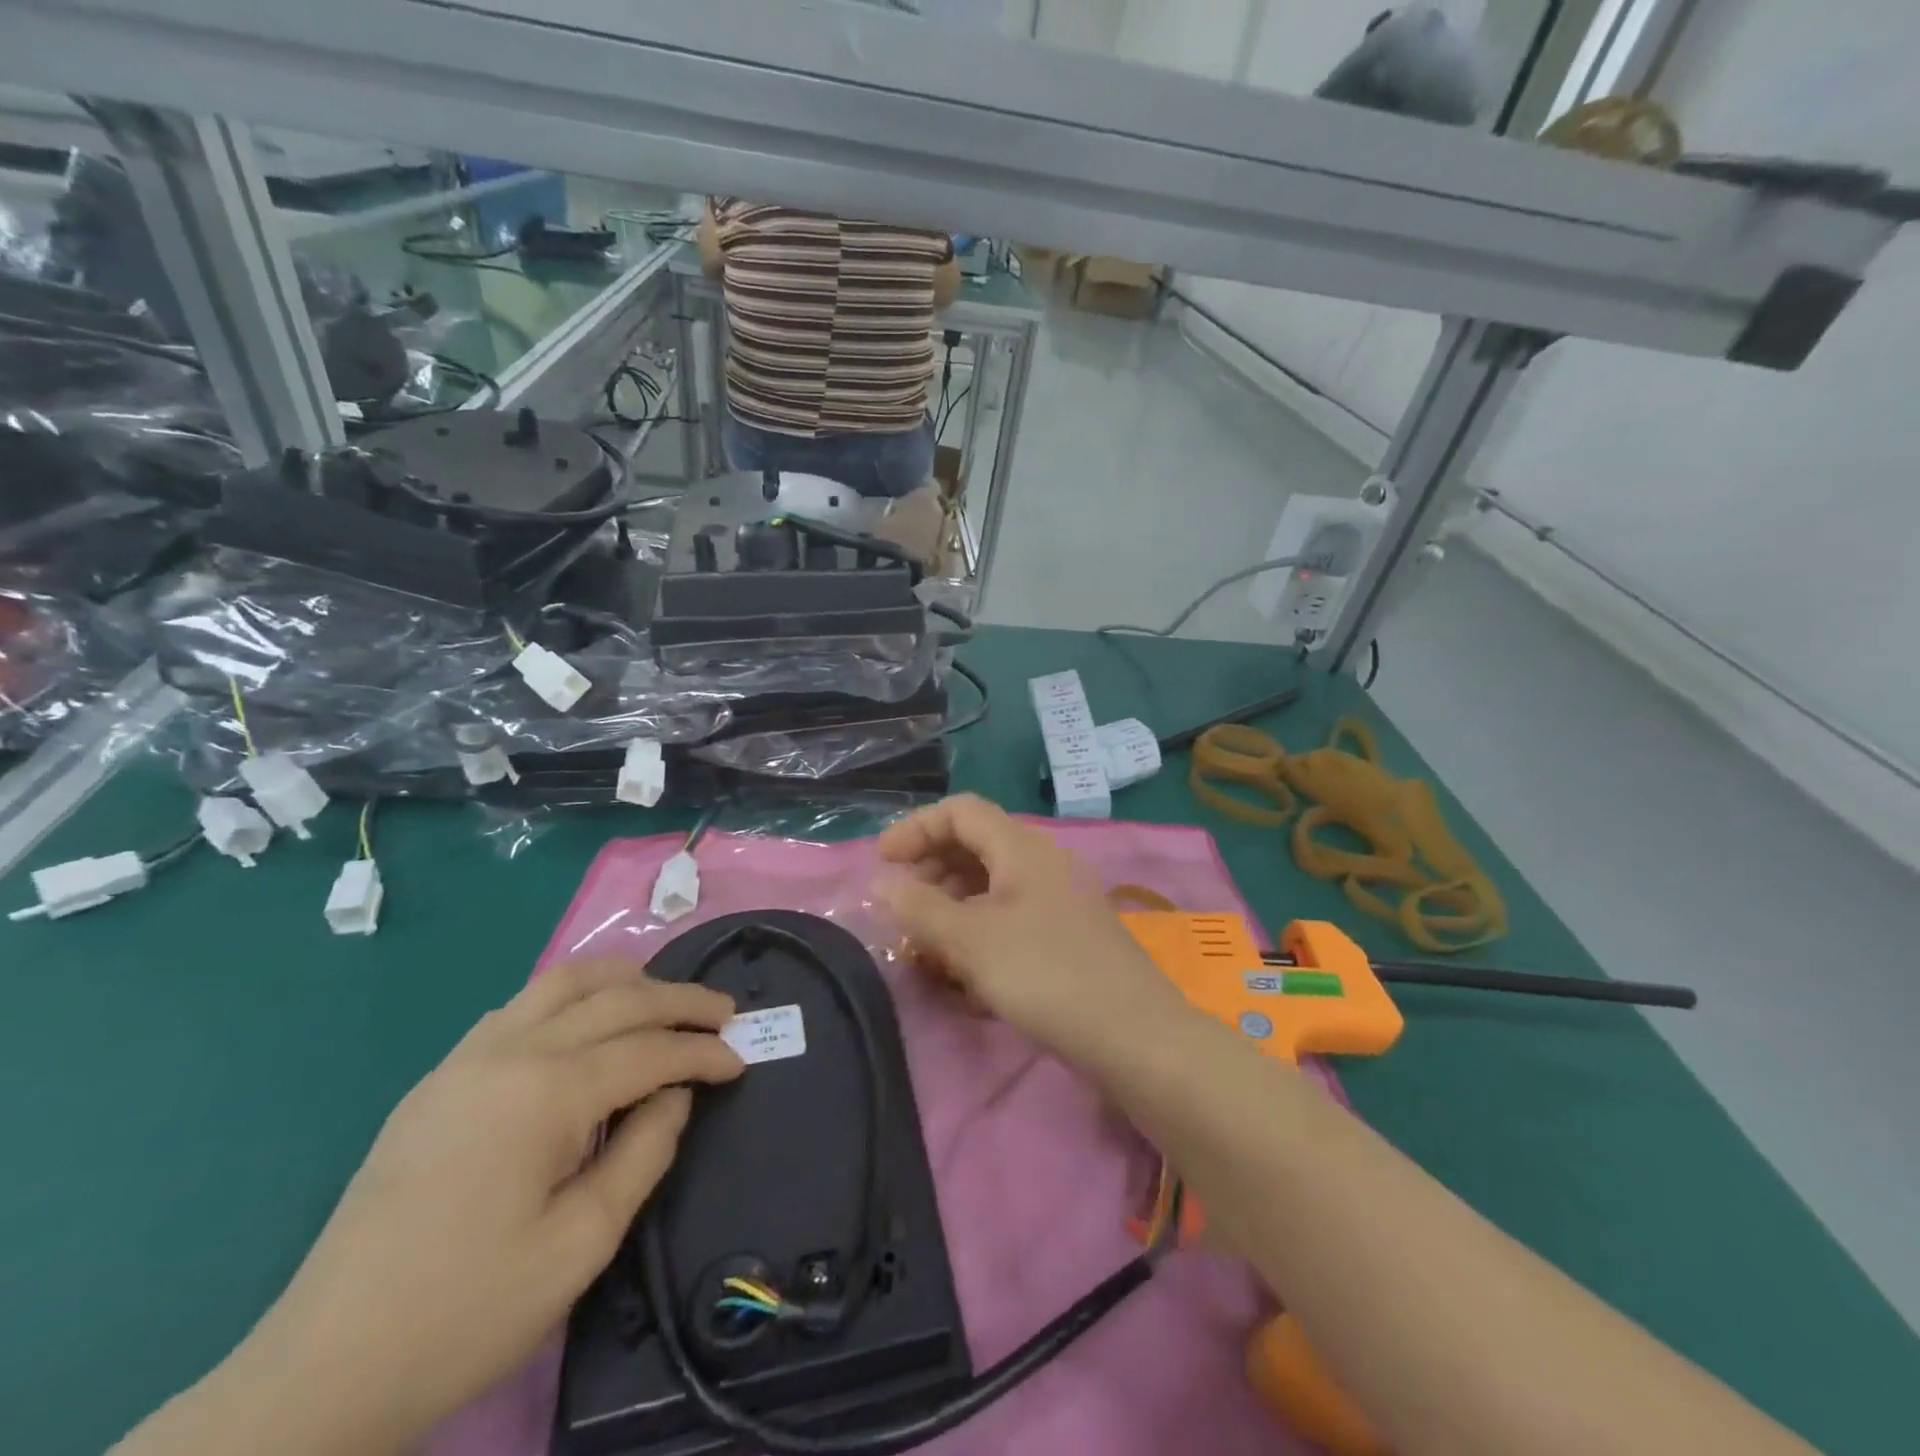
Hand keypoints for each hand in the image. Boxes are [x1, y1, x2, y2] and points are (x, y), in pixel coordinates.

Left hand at [185, 965, 743, 1454]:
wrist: (322, 1370)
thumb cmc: (467, 1311)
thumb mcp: (582, 1244)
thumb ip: (644, 1153)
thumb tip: (675, 1093)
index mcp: (546, 1093)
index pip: (648, 1050)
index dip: (702, 1052)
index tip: (741, 1060)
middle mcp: (508, 1053)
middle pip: (614, 999)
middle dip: (678, 1000)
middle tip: (723, 1011)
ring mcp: (465, 1059)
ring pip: (561, 983)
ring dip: (622, 980)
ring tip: (662, 995)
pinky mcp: (438, 1079)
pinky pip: (518, 1007)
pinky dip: (570, 997)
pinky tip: (585, 1021)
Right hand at [875, 795, 1186, 1064]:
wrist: (1134, 1036)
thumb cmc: (1045, 975)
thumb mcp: (971, 940)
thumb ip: (920, 907)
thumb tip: (880, 881)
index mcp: (1021, 847)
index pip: (960, 811)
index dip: (916, 828)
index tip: (882, 863)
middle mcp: (1043, 861)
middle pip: (975, 844)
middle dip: (931, 869)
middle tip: (901, 907)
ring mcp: (1059, 897)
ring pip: (992, 882)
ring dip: (952, 903)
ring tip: (925, 942)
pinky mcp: (1067, 932)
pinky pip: (1012, 913)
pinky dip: (979, 926)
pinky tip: (963, 966)